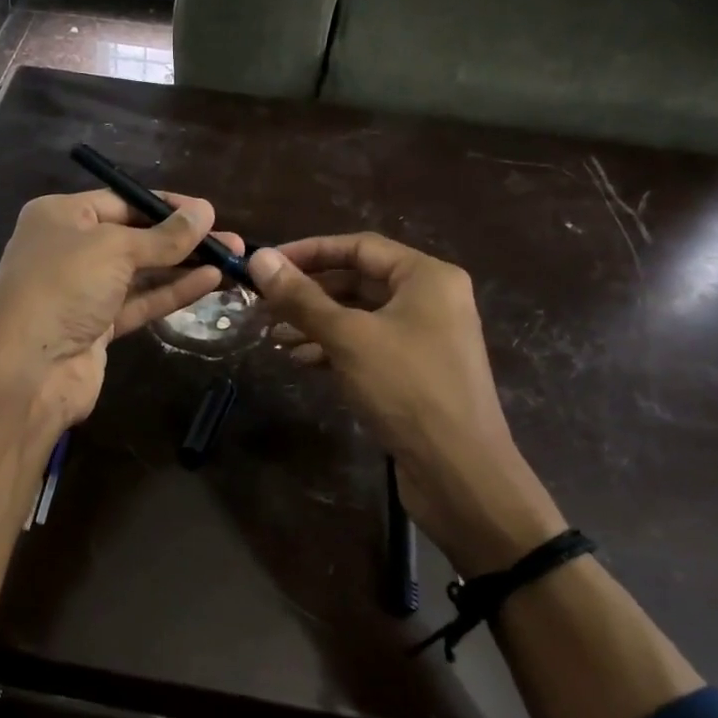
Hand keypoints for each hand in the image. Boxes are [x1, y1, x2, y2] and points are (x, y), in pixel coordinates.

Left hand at [0, 189, 243, 433]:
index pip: (122, 201)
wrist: (27, 369)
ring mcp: (83, 291)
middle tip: (231, 241)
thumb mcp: (115, 249)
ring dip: (184, 267)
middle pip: (135, 237)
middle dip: (182, 239)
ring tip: (231, 260)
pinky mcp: (97, 327)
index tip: (209, 212)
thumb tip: (206, 212)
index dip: (167, 206)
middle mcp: (69, 249)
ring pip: (141, 273)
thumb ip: (163, 236)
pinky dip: (172, 293)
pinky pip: (140, 302)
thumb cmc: (63, 287)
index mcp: (61, 216)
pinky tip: (210, 282)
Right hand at [249, 234, 567, 575]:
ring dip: (316, 322)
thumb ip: (301, 298)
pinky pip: (368, 346)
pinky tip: (301, 360)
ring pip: (360, 316)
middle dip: (309, 292)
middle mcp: (430, 299)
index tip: (266, 265)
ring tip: (274, 335)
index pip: (359, 246)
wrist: (458, 471)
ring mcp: (424, 337)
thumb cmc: (406, 389)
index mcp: (426, 277)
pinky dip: (334, 349)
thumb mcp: (348, 338)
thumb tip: (258, 258)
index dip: (309, 251)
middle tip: (263, 303)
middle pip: (358, 280)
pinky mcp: (414, 372)